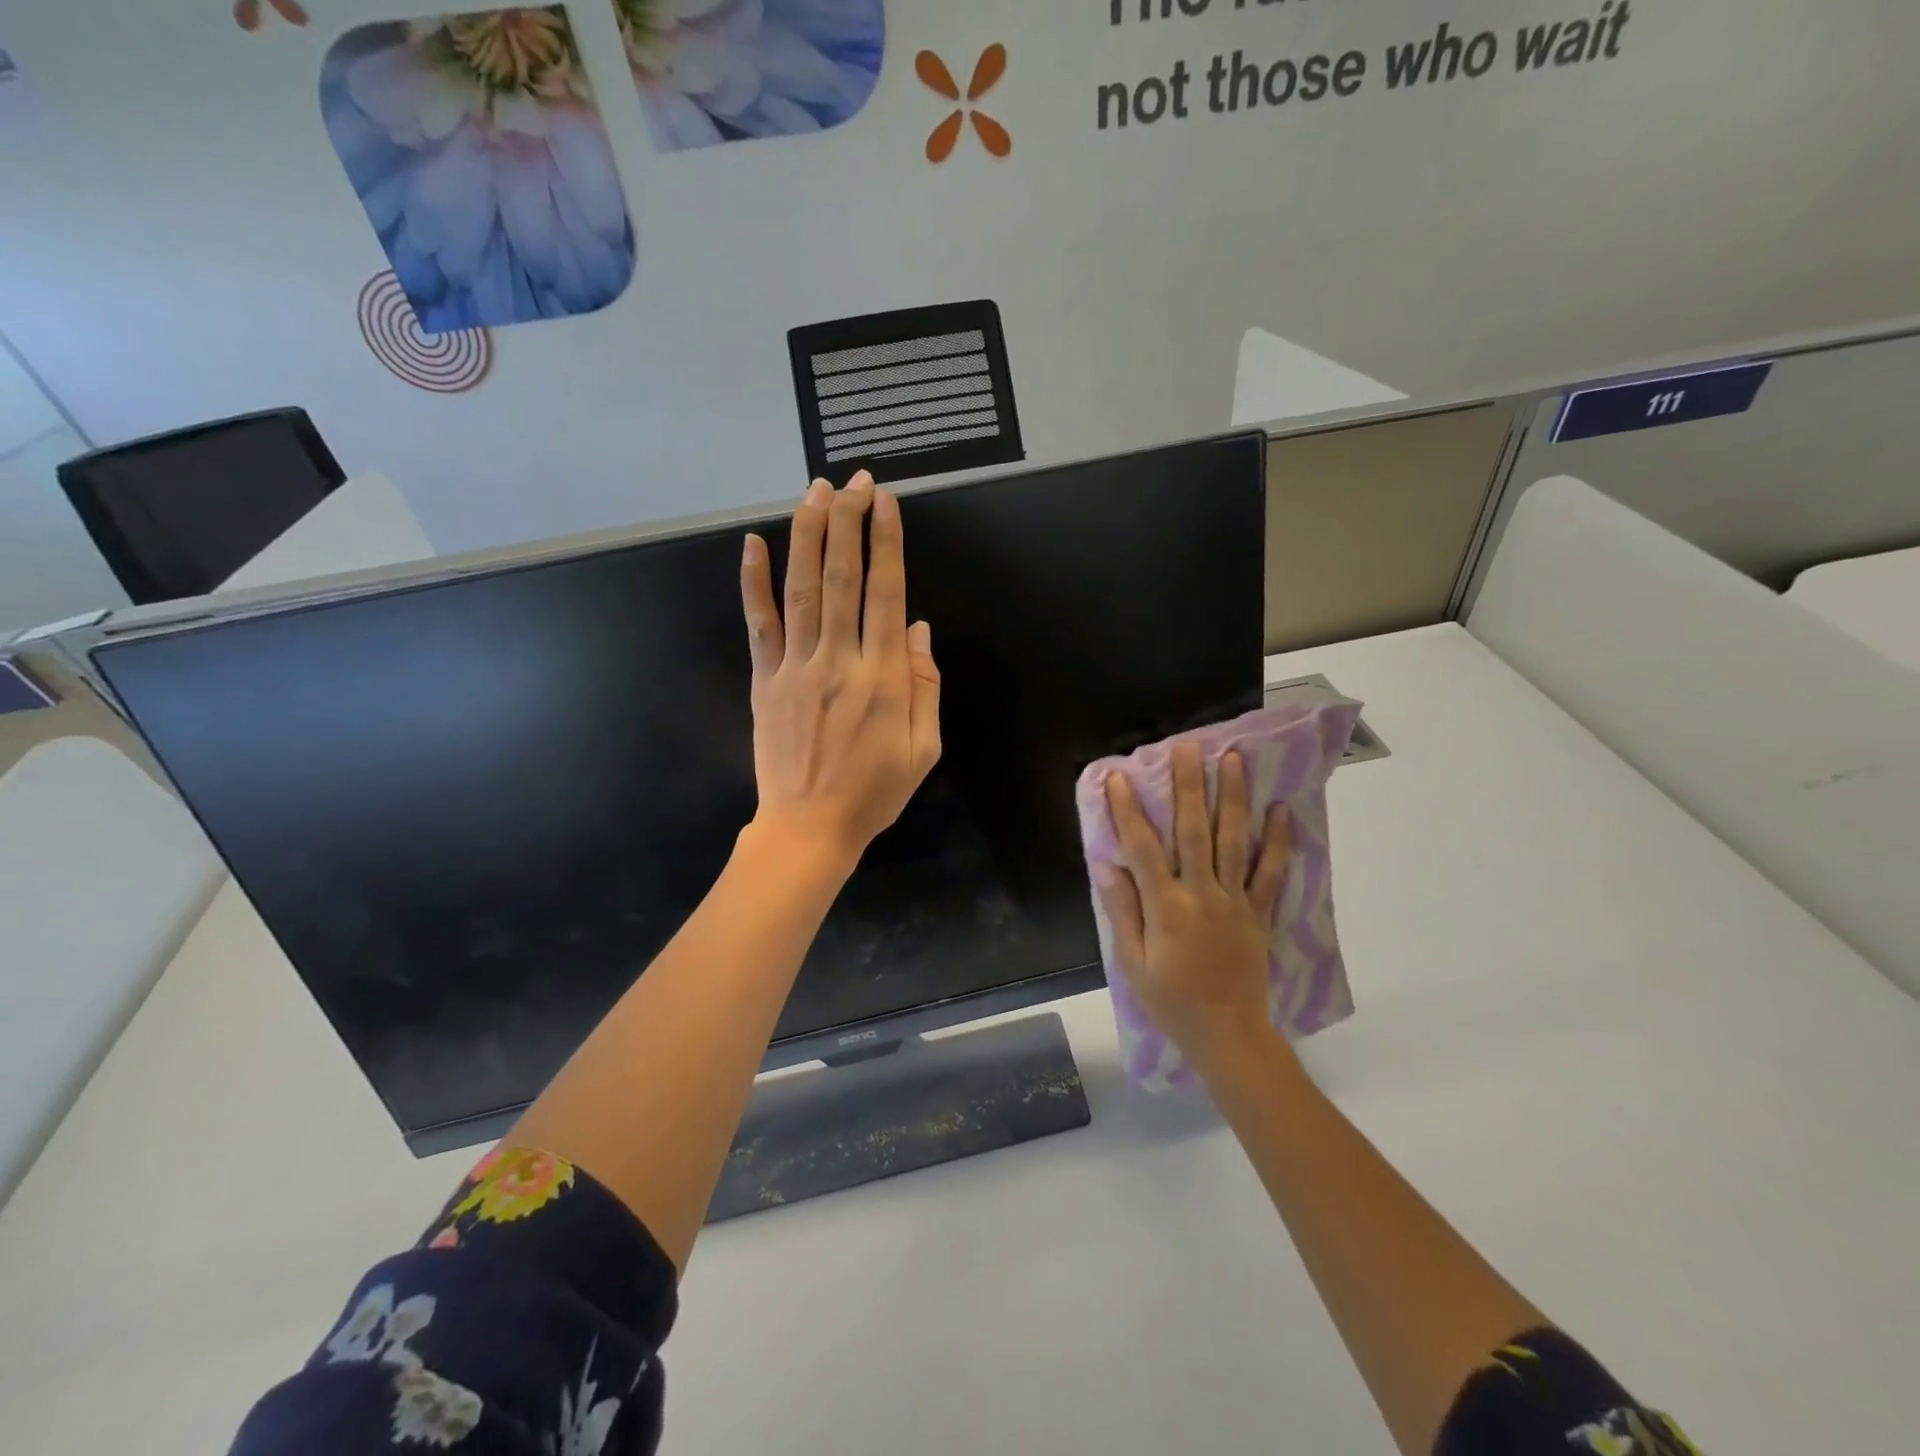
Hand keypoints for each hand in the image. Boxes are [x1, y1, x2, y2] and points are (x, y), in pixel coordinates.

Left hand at [740, 471, 941, 866]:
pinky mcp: (766, 681)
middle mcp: (838, 661)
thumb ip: (924, 686)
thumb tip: (918, 629)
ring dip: (807, 536)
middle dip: (848, 523)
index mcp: (883, 678)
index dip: (886, 543)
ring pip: (801, 590)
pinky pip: (759, 624)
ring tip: (813, 492)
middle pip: (842, 579)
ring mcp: (795, 668)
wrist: (809, 828)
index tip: (885, 502)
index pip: (886, 594)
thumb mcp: (924, 748)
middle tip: (852, 481)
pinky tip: (752, 543)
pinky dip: (753, 583)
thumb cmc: (875, 791)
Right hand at [1095, 743, 1293, 1067]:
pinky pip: (1272, 872)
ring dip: (1232, 798)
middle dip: (1188, 786)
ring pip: (1234, 840)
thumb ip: (1122, 910)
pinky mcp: (1260, 912)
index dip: (1129, 810)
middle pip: (1193, 831)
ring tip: (1233, 759)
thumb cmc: (1171, 1001)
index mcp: (1166, 907)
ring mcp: (1236, 901)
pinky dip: (1278, 841)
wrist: (1228, 1035)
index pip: (1142, 848)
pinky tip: (1281, 809)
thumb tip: (1106, 864)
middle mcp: (1203, 894)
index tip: (1119, 777)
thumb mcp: (1132, 962)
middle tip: (1187, 746)